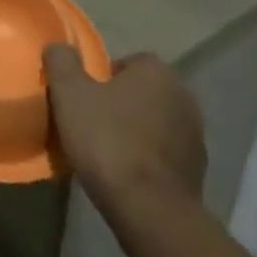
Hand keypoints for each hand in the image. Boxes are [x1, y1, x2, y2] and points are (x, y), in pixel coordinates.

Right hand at [44, 45, 206, 208]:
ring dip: (136, 131)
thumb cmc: (108, 141)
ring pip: (155, 123)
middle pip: (142, 92)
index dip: (102, 77)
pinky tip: (127, 174)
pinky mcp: (197, 170)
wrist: (150, 210)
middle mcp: (183, 96)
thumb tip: (58, 47)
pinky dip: (148, 158)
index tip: (84, 98)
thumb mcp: (69, 94)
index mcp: (156, 72)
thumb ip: (62, 62)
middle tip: (91, 122)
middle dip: (120, 103)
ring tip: (107, 152)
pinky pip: (165, 153)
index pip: (127, 62)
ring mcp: (195, 135)